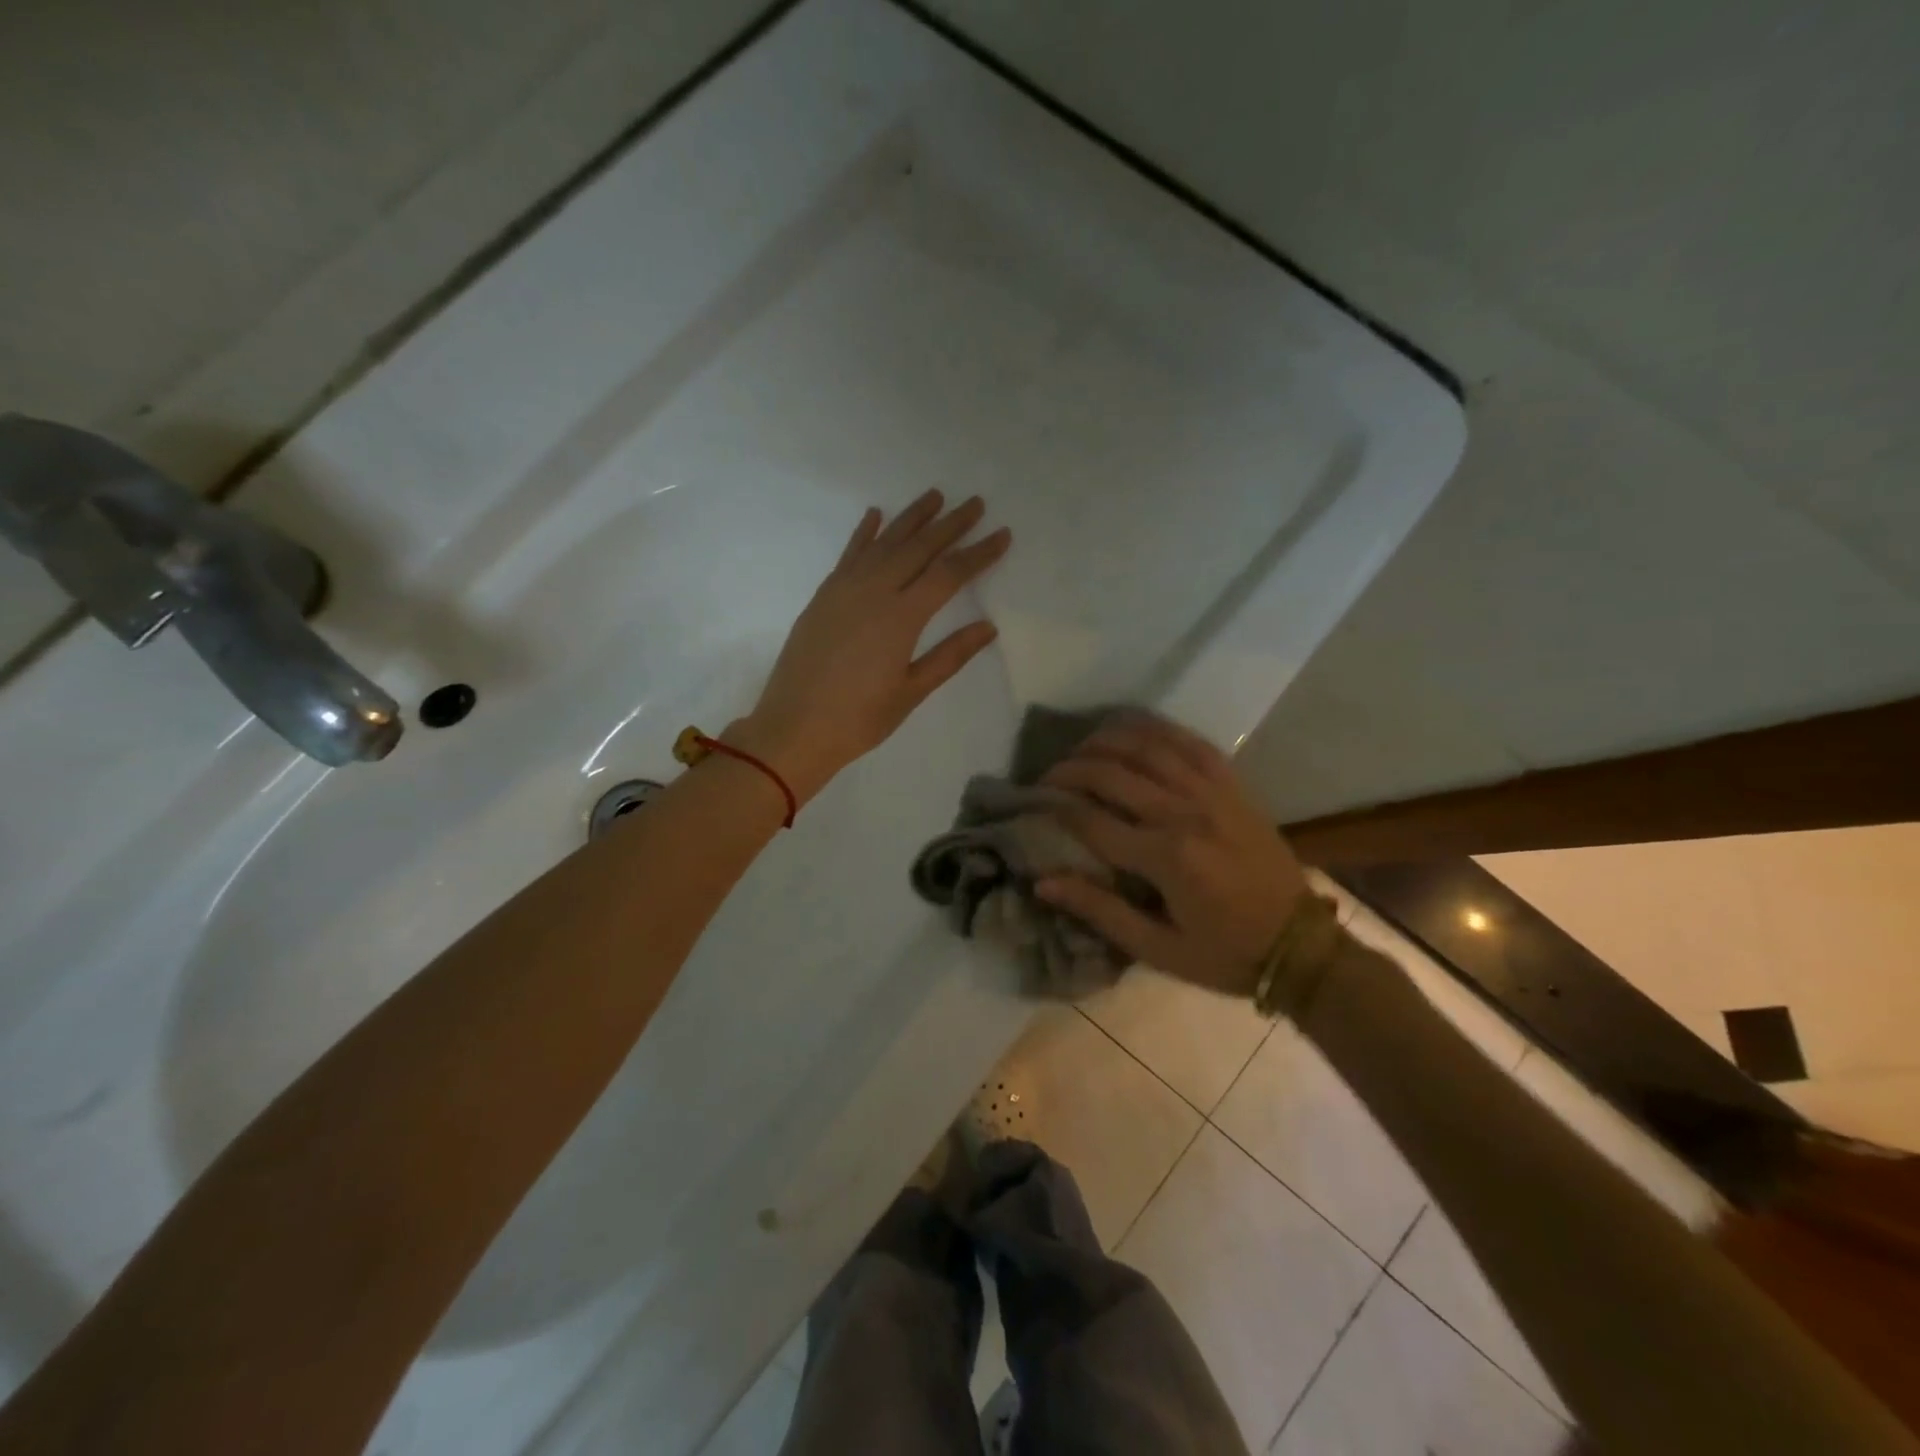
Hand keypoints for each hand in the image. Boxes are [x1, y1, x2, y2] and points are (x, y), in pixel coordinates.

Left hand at [730, 490, 1010, 804]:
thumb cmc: (859, 718)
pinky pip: (849, 554)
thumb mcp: (911, 692)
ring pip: (884, 542)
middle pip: (919, 548)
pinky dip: (865, 533)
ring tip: (934, 495)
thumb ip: (950, 656)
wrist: (794, 727)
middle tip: (975, 503)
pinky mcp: (824, 595)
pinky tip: (876, 514)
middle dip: (950, 524)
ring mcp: (844, 589)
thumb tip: (987, 627)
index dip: (978, 553)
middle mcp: (874, 591)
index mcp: (901, 617)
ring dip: (911, 518)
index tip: (1002, 534)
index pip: (949, 574)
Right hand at [1033, 715, 1308, 997]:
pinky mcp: (1233, 786)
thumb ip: (1100, 911)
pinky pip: (1191, 742)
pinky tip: (1135, 727)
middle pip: (1114, 772)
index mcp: (1166, 857)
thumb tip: (1042, 882)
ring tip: (1082, 745)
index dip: (1056, 807)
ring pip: (1150, 746)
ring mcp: (1213, 793)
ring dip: (1109, 738)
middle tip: (1049, 774)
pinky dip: (1158, 728)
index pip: (1093, 820)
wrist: (1300, 944)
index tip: (1033, 803)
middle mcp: (1185, 813)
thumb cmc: (1224, 954)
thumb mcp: (1158, 949)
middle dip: (1072, 768)